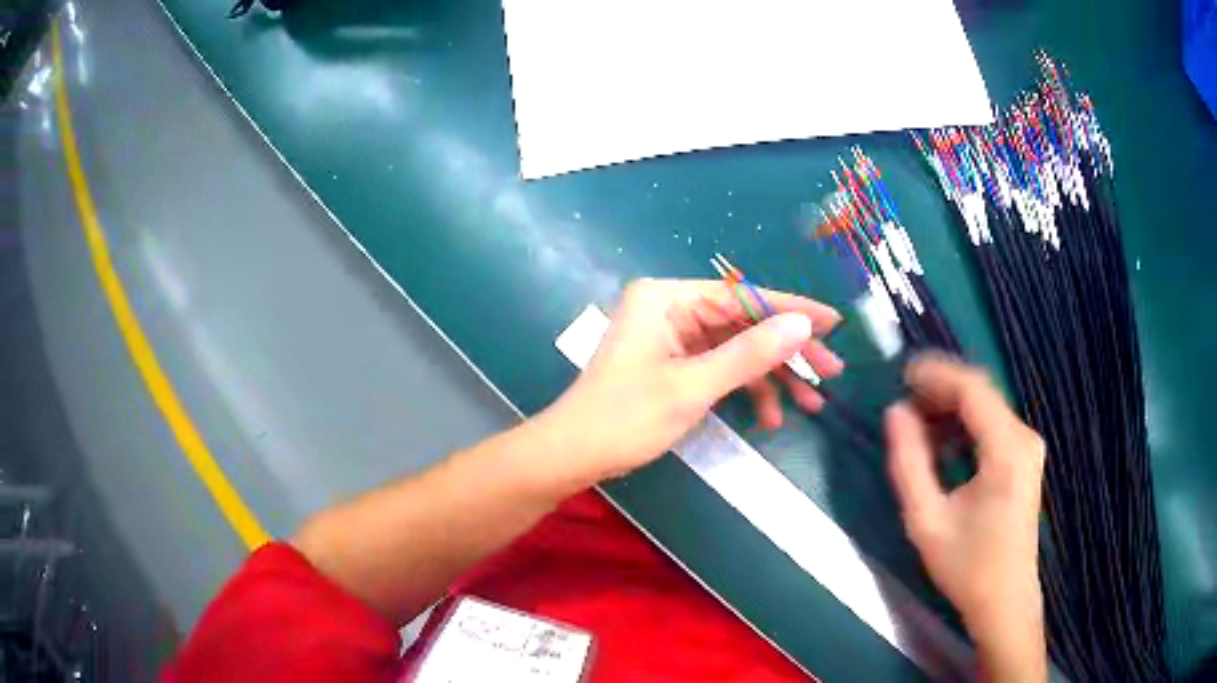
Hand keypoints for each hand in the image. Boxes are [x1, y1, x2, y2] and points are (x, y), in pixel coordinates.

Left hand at [538, 278, 842, 484]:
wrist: (574, 454)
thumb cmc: (626, 417)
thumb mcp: (694, 387)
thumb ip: (750, 353)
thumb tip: (803, 325)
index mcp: (668, 297)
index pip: (743, 297)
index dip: (792, 310)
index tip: (834, 323)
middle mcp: (671, 308)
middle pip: (744, 323)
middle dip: (787, 352)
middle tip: (830, 373)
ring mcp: (672, 336)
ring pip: (737, 348)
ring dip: (772, 377)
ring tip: (810, 405)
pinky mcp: (673, 362)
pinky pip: (720, 368)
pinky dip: (745, 390)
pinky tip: (769, 417)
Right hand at [885, 355, 1046, 681]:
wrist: (1005, 600)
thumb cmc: (967, 566)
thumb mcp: (926, 521)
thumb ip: (908, 463)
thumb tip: (895, 412)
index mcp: (1006, 450)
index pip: (972, 388)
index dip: (935, 374)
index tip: (899, 374)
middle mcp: (1024, 437)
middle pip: (981, 392)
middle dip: (940, 389)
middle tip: (902, 401)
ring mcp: (1028, 446)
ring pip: (986, 406)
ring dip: (950, 407)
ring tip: (915, 423)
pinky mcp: (1025, 458)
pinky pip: (992, 425)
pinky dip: (964, 424)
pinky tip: (941, 442)